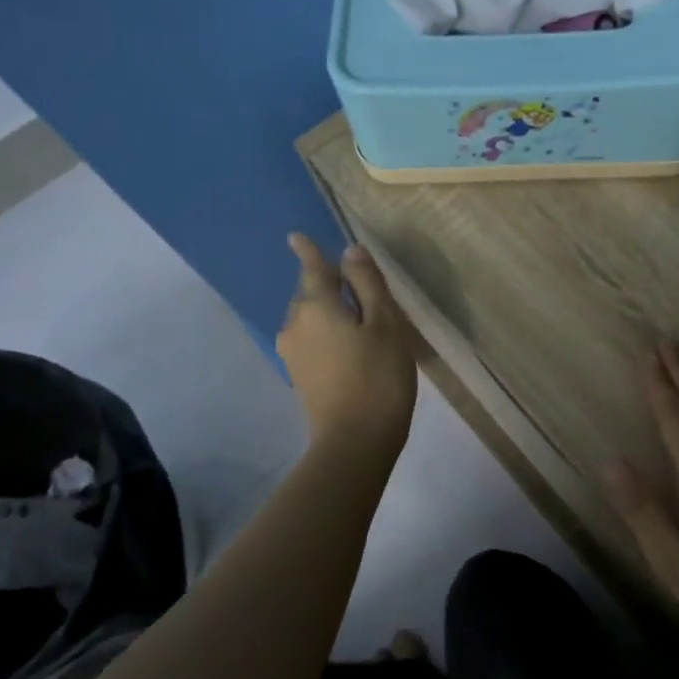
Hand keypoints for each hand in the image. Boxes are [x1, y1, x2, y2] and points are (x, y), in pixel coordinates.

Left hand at [276, 234, 416, 447]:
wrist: (355, 441)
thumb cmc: (378, 377)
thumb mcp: (385, 324)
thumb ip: (367, 284)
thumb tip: (350, 252)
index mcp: (316, 305)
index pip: (311, 268)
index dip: (308, 251)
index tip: (296, 236)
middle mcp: (295, 324)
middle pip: (310, 293)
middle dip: (328, 285)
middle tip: (359, 289)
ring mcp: (293, 352)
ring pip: (310, 318)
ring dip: (330, 312)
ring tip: (360, 320)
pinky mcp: (299, 376)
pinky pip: (312, 340)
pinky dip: (328, 334)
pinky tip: (349, 346)